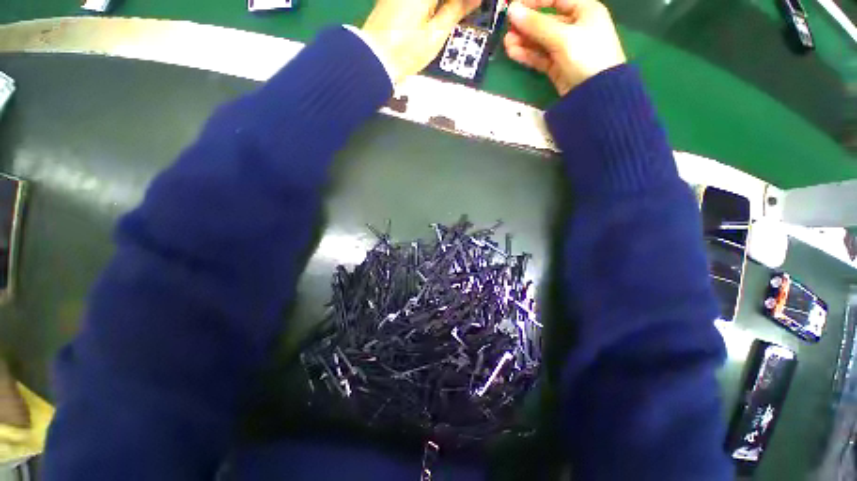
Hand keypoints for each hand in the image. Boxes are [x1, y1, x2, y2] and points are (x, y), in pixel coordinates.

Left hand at [362, 0, 480, 83]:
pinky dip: (431, 6)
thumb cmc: (406, 52)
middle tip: (465, 12)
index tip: (474, 7)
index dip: (464, 3)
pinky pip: (418, 0)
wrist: (374, 60)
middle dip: (453, 5)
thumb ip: (456, 11)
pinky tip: (438, 13)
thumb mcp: (436, 35)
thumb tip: (475, 0)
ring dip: (444, 6)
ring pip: (430, 0)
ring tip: (454, 13)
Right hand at [504, 0, 625, 95]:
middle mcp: (575, 26)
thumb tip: (512, 11)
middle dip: (526, 24)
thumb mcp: (563, 37)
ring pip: (540, 41)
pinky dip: (527, 54)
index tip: (513, 6)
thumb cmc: (587, 56)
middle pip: (546, 21)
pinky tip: (513, 52)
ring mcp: (565, 48)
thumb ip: (537, 25)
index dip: (534, 1)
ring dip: (523, 41)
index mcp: (584, 10)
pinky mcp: (558, 66)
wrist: (596, 94)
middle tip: (507, 27)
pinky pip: (540, 56)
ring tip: (506, 42)